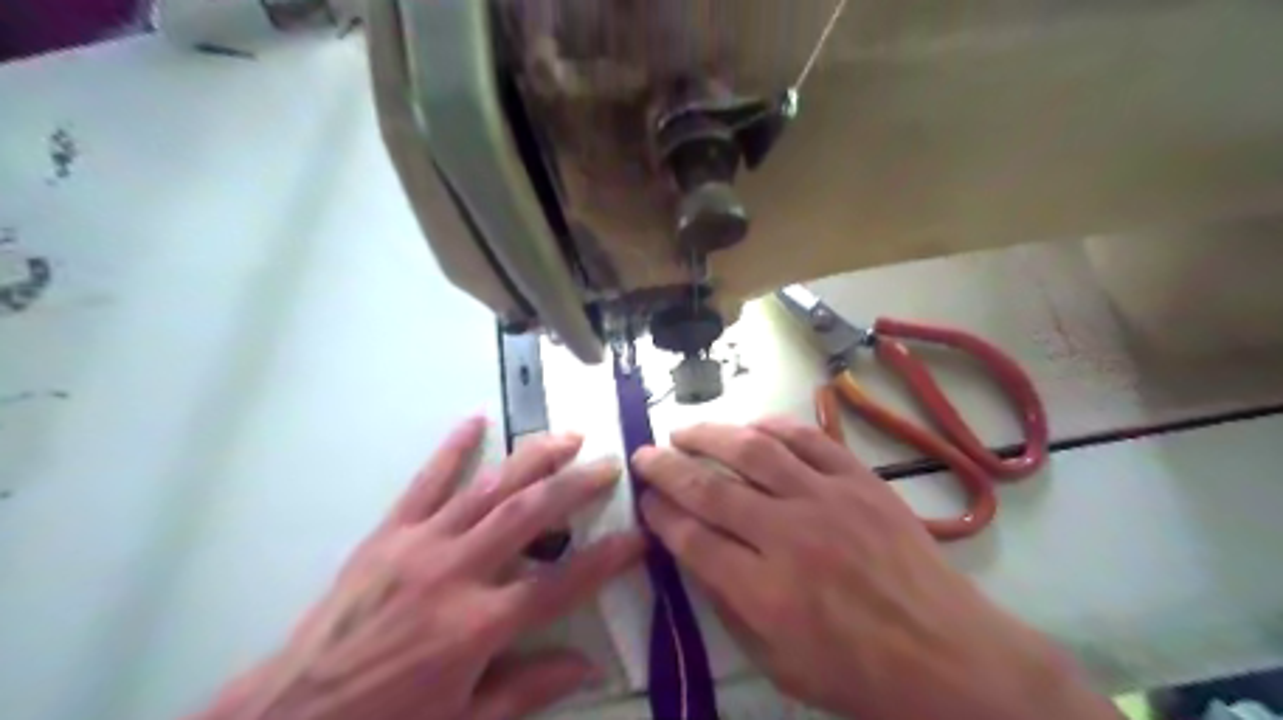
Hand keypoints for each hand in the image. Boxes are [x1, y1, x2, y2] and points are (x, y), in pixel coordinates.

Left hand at [197, 417, 647, 718]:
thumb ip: (529, 690)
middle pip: (530, 515)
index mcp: (478, 626)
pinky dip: (453, 448)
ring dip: (532, 457)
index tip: (638, 536)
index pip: (561, 584)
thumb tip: (590, 665)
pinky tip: (476, 420)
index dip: (606, 559)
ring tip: (567, 436)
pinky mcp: (389, 534)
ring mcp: (420, 545)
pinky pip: (426, 482)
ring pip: (489, 488)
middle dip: (576, 486)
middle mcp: (456, 573)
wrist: (288, 718)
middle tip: (608, 464)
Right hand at [636, 418, 1118, 719]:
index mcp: (765, 593)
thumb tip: (692, 552)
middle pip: (710, 488)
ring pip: (753, 451)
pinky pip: (806, 439)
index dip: (660, 514)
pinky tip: (749, 427)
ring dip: (709, 435)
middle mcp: (789, 537)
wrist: (949, 656)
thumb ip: (728, 605)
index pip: (691, 538)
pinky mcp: (859, 480)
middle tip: (644, 456)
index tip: (645, 500)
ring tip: (683, 431)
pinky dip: (771, 427)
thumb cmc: (858, 674)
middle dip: (667, 469)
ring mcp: (827, 500)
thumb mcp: (778, 664)